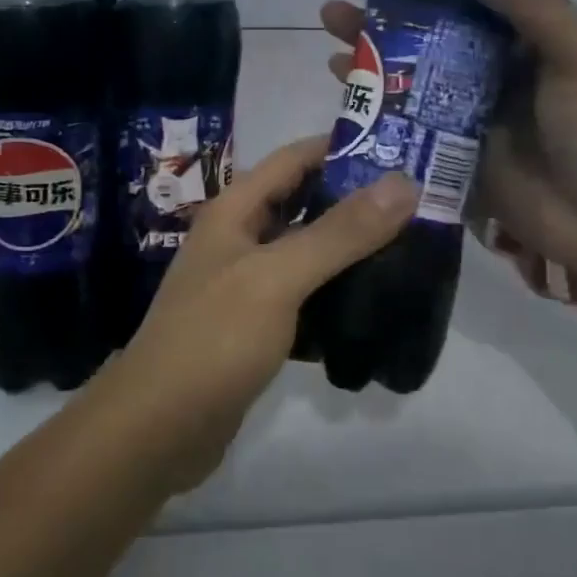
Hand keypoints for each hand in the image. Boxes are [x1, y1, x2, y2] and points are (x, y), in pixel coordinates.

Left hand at [116, 135, 415, 489]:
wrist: (158, 428)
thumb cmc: (214, 338)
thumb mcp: (278, 277)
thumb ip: (340, 232)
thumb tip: (403, 183)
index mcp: (235, 210)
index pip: (294, 158)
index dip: (343, 147)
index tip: (401, 149)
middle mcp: (239, 238)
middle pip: (303, 203)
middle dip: (355, 199)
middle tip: (418, 203)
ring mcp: (246, 283)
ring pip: (306, 250)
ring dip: (349, 247)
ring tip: (409, 247)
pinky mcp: (256, 325)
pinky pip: (304, 294)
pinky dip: (335, 291)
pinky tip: (375, 302)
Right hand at [321, 0, 576, 298]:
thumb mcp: (571, 45)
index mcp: (521, 33)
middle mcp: (487, 64)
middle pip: (424, 24)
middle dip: (380, 2)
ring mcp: (463, 108)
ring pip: (405, 66)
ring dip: (367, 43)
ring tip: (328, 22)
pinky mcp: (445, 148)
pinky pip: (400, 114)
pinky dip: (370, 94)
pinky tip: (337, 77)